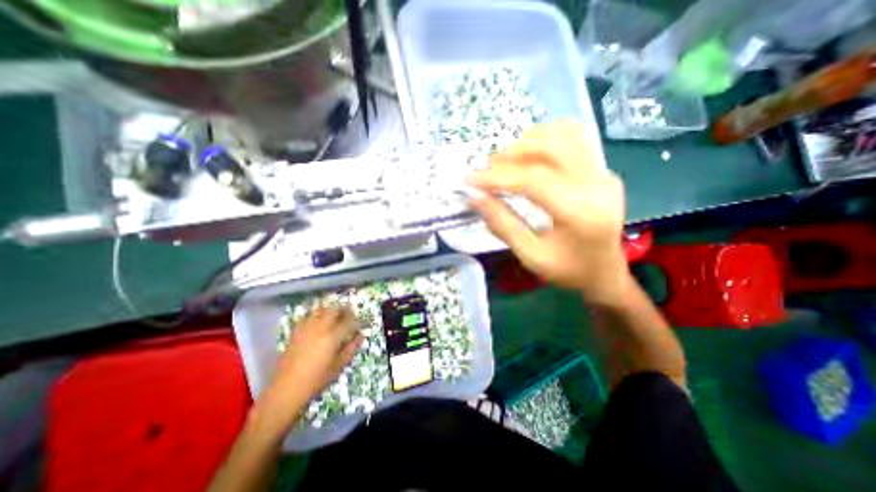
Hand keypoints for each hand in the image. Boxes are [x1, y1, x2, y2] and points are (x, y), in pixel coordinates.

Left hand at [261, 309, 365, 423]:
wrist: (287, 388)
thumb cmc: (316, 379)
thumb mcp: (338, 366)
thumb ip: (351, 348)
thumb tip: (360, 336)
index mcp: (332, 337)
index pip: (349, 321)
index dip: (358, 320)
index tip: (362, 322)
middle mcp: (320, 328)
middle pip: (335, 310)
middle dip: (345, 310)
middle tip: (350, 314)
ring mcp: (307, 328)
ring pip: (322, 310)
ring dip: (331, 310)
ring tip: (336, 315)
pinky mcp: (296, 331)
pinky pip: (308, 316)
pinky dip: (316, 315)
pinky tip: (319, 321)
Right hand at [469, 121, 633, 304]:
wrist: (605, 272)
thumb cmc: (567, 270)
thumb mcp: (530, 255)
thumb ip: (502, 224)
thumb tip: (474, 198)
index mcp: (581, 213)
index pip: (534, 180)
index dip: (498, 177)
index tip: (470, 180)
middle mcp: (597, 186)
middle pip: (551, 147)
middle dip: (512, 153)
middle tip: (488, 168)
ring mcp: (603, 174)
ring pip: (565, 135)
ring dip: (529, 142)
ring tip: (506, 160)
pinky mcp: (602, 171)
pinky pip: (574, 140)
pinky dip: (546, 139)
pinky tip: (530, 154)